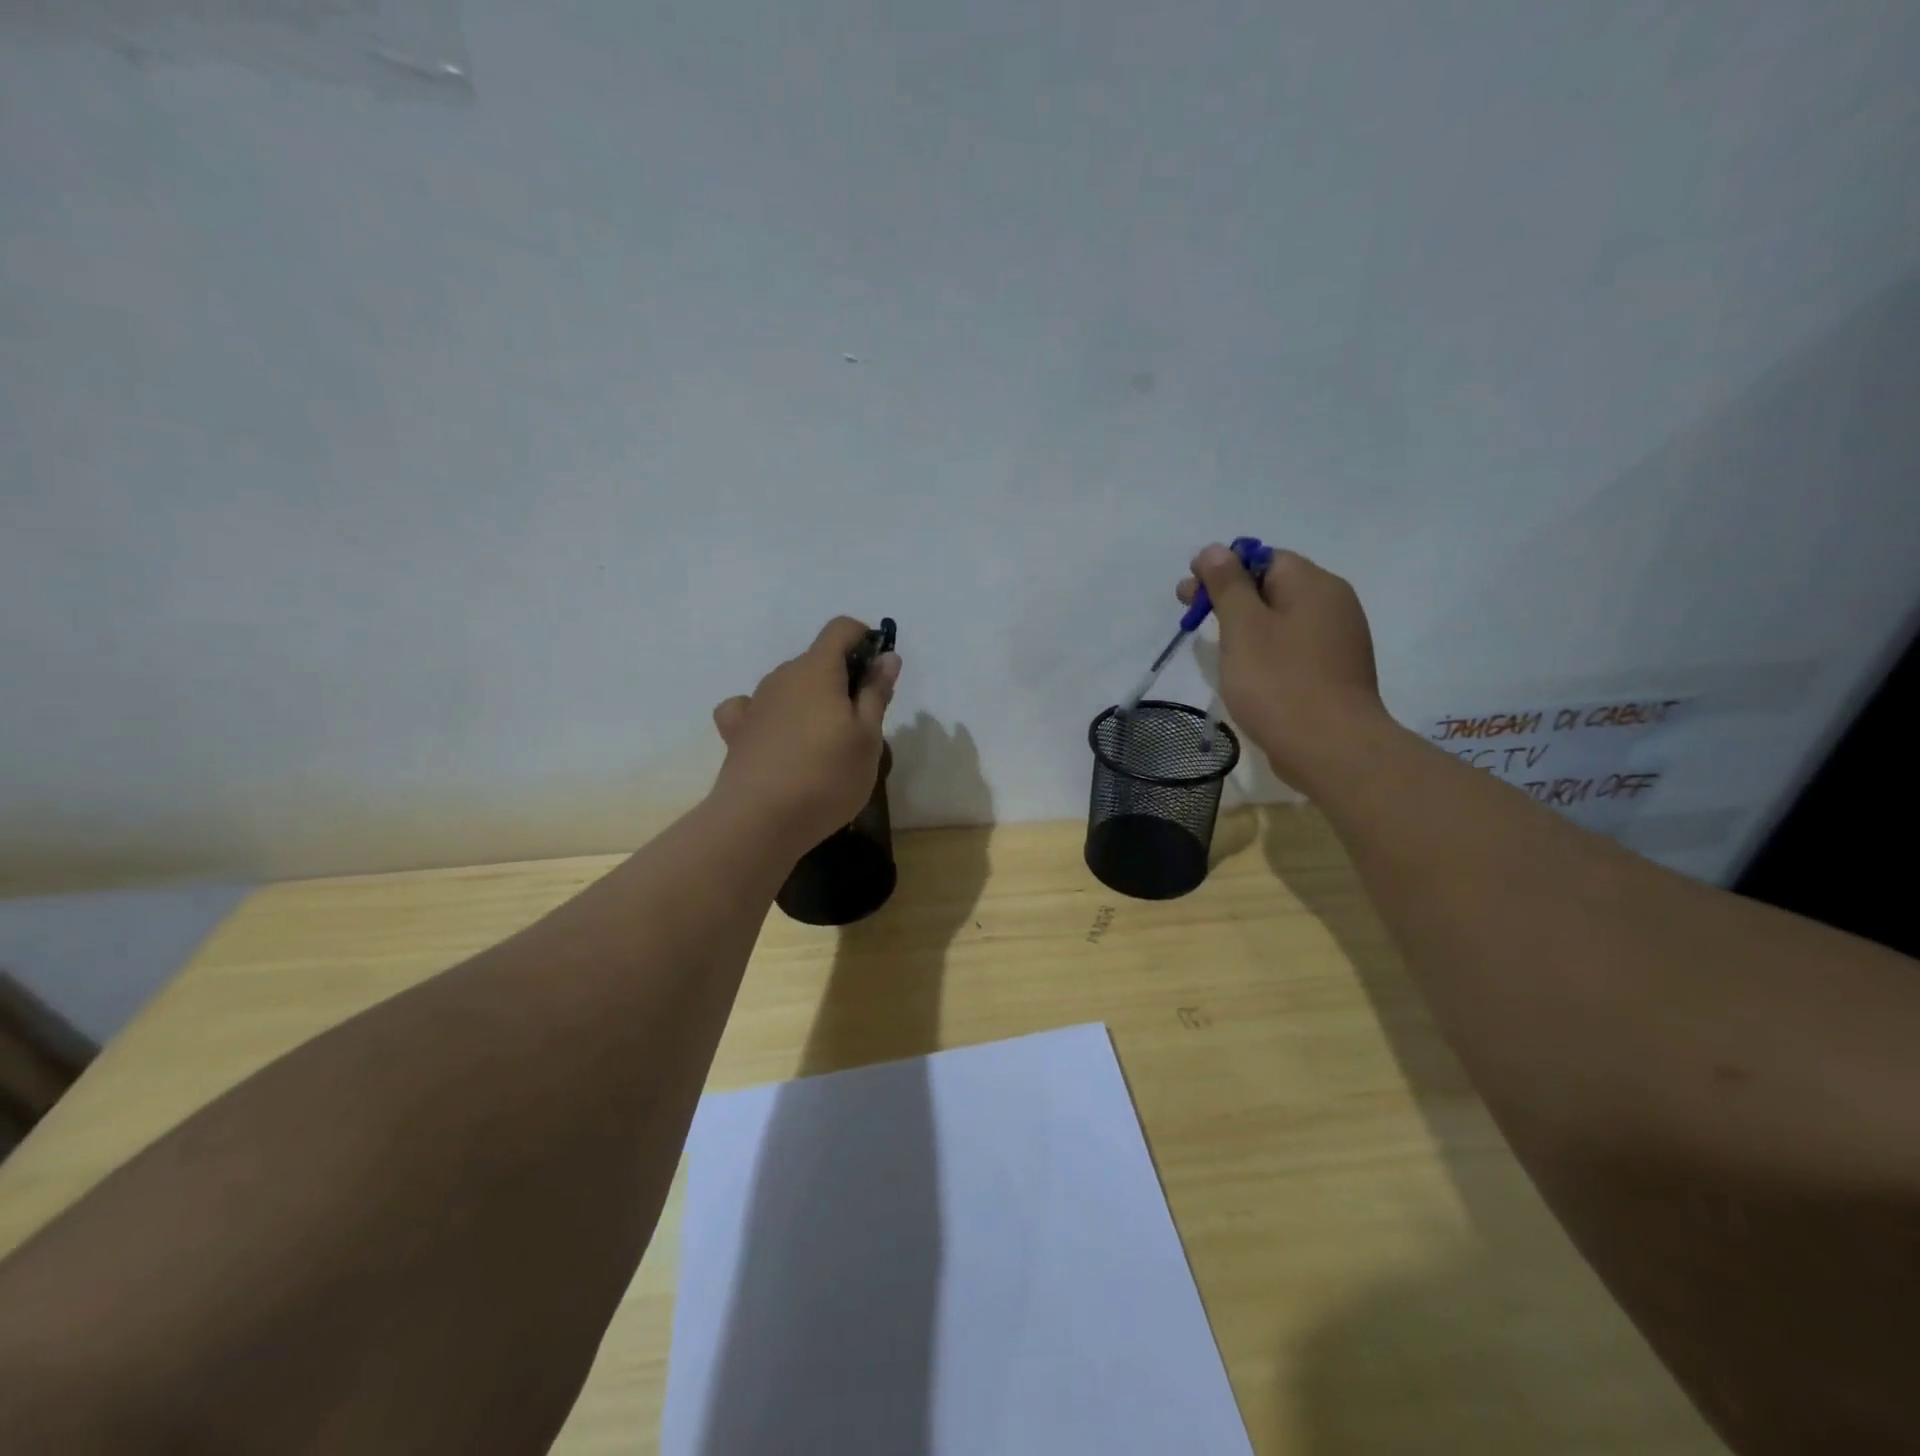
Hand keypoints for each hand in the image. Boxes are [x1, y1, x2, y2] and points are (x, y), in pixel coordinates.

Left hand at [710, 618, 901, 851]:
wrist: (759, 820)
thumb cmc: (826, 776)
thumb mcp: (868, 737)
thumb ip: (876, 693)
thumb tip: (886, 657)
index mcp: (817, 670)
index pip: (841, 629)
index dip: (865, 639)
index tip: (879, 672)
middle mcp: (782, 676)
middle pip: (817, 660)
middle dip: (843, 679)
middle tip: (861, 723)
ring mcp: (755, 703)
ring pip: (790, 686)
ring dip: (812, 700)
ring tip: (825, 745)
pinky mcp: (736, 732)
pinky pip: (754, 709)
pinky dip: (771, 715)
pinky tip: (777, 737)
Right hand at [1178, 543, 1386, 791]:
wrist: (1331, 748)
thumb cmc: (1279, 683)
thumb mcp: (1243, 628)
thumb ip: (1227, 585)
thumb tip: (1215, 550)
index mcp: (1313, 584)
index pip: (1263, 558)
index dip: (1222, 569)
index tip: (1189, 594)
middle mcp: (1333, 603)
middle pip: (1273, 586)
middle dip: (1229, 597)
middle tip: (1191, 618)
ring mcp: (1338, 639)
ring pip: (1282, 618)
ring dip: (1246, 625)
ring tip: (1214, 647)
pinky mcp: (1334, 671)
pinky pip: (1293, 646)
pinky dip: (1266, 648)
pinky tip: (1246, 671)